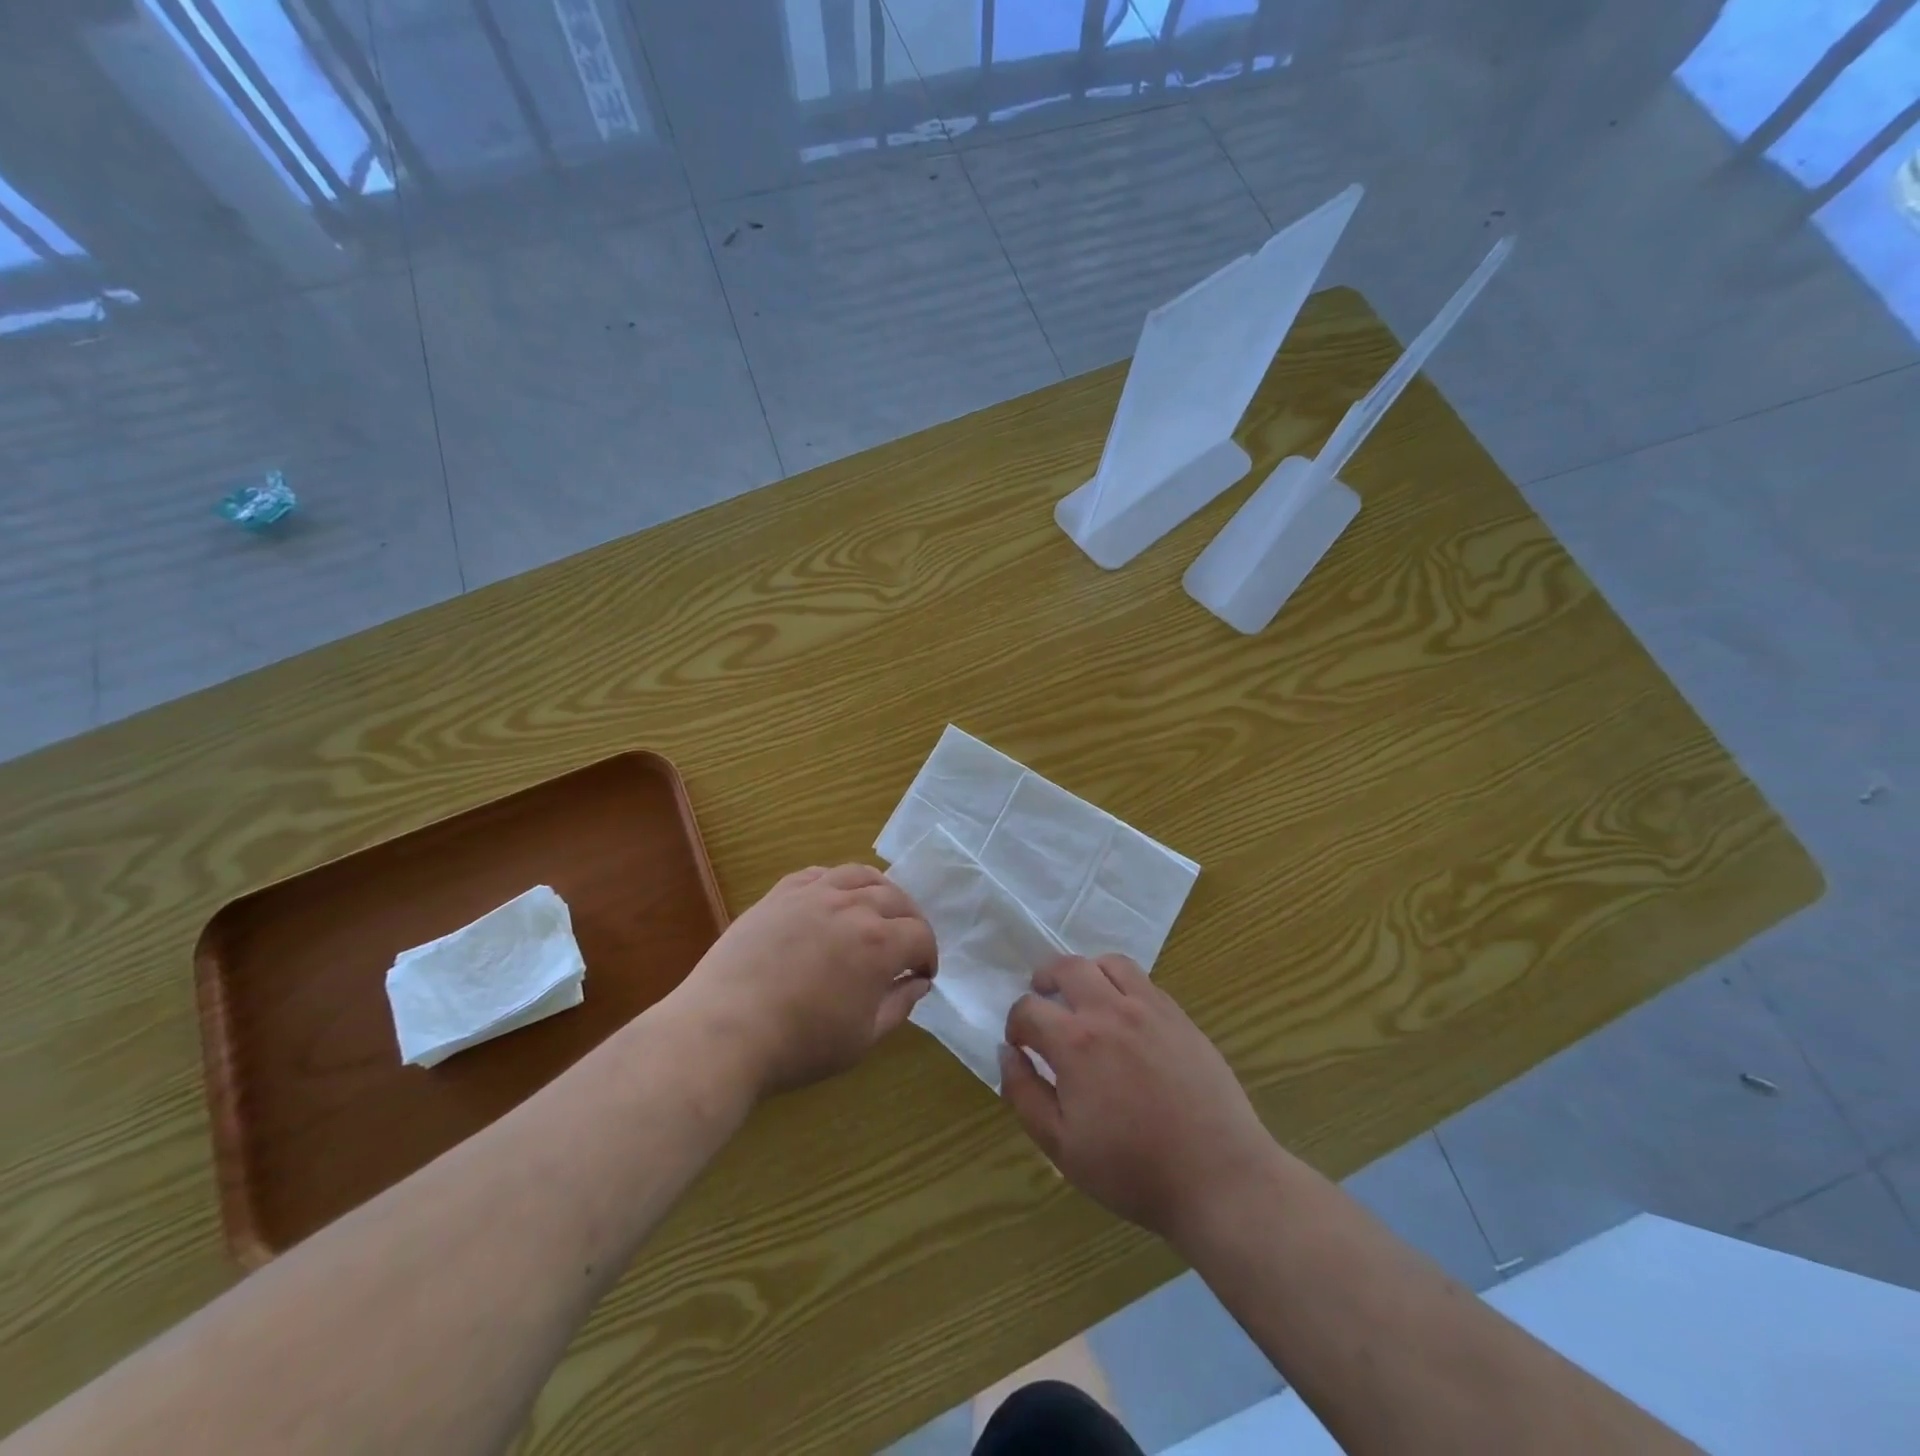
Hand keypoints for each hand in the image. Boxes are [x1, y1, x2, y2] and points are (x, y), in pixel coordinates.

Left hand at [673, 864, 935, 1096]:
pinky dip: (836, 882)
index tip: (922, 974)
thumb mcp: (862, 1039)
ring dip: (879, 891)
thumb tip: (918, 983)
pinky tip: (834, 898)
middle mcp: (852, 907)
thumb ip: (898, 1006)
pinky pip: (818, 874)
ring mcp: (813, 895)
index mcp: (879, 944)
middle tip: (907, 943)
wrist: (723, 1031)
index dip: (928, 955)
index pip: (920, 935)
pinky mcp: (780, 894)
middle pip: (896, 899)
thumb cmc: (798, 1045)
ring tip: (878, 910)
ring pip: (860, 875)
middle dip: (910, 921)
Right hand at [1000, 955, 1275, 1245]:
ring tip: (1084, 997)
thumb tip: (1008, 1053)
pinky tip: (1124, 1014)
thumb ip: (1024, 1094)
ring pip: (1108, 963)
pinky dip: (1121, 983)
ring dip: (1086, 973)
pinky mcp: (1179, 1016)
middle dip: (1044, 979)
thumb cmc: (1132, 1169)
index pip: (1029, 1008)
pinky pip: (1143, 980)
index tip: (1021, 1044)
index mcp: (1075, 1042)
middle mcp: (1109, 1010)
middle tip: (1043, 1000)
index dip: (1016, 1023)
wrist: (1217, 1176)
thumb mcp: (1061, 1146)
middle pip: (1067, 967)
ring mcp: (1149, 1008)